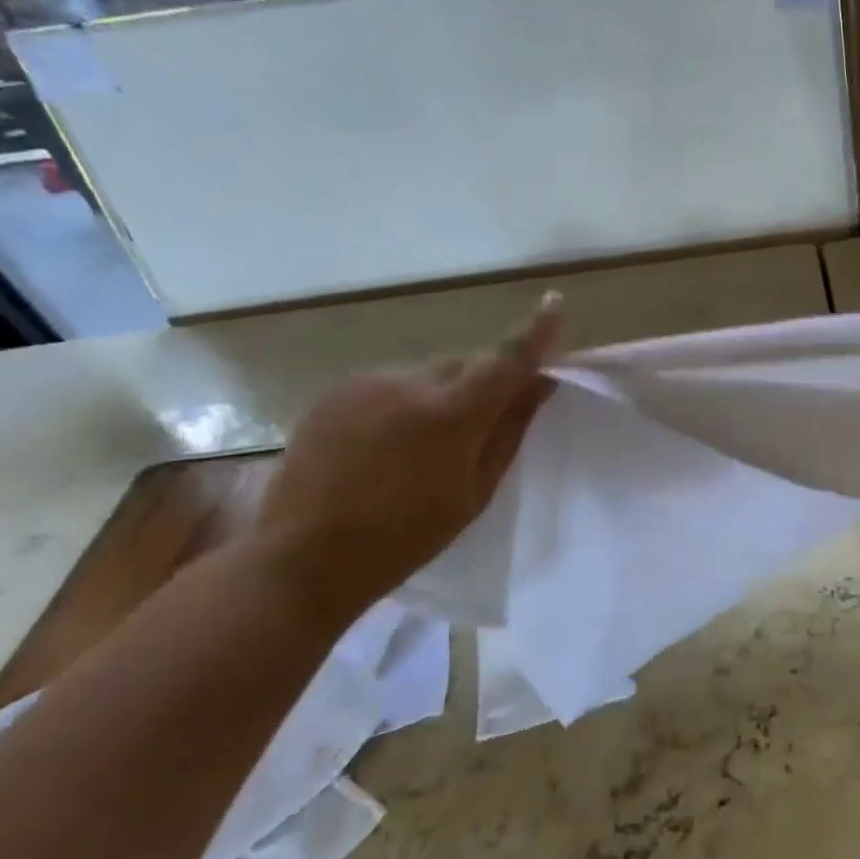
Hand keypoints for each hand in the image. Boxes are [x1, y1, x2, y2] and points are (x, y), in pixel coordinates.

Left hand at [256, 293, 563, 606]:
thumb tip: (540, 384)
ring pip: (427, 374)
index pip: (506, 360)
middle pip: (465, 364)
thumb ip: (510, 429)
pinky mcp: (335, 391)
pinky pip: (390, 384)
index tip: (553, 303)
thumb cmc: (408, 535)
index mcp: (451, 414)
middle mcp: (409, 383)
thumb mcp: (475, 490)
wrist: (305, 555)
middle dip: (482, 382)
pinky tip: (388, 443)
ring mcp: (366, 383)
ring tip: (426, 445)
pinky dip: (404, 402)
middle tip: (484, 423)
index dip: (535, 332)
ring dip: (441, 395)